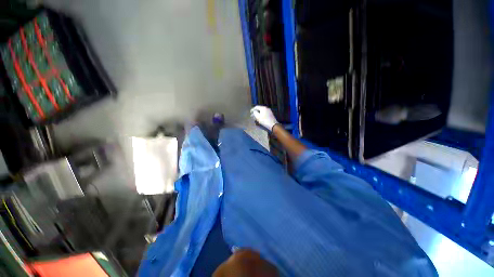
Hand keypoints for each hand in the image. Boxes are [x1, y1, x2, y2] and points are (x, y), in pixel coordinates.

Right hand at [250, 105, 278, 131]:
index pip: (256, 107)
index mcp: (263, 108)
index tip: (250, 112)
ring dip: (258, 114)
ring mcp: (269, 111)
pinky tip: (260, 118)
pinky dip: (261, 115)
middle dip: (255, 112)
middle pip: (259, 109)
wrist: (273, 124)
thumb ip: (255, 112)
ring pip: (262, 112)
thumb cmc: (264, 120)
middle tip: (252, 115)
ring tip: (255, 117)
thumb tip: (254, 111)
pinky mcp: (270, 114)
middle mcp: (266, 108)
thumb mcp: (258, 117)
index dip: (252, 109)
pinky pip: (264, 113)